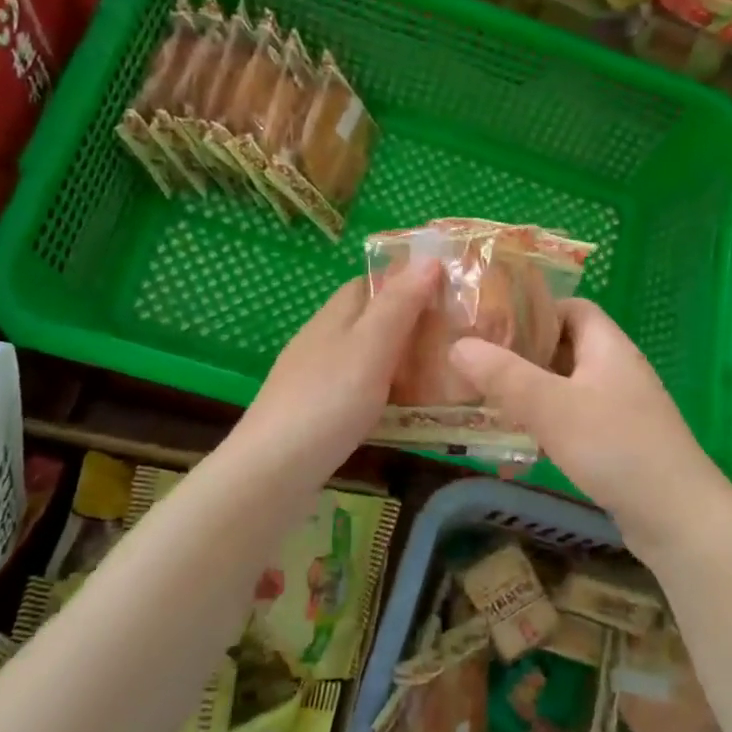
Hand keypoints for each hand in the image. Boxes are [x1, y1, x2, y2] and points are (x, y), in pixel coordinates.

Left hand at [231, 260, 439, 483]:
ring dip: (401, 358)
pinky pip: (361, 389)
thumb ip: (399, 304)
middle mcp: (323, 340)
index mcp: (335, 316)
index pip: (372, 282)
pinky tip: (407, 409)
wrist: (272, 472)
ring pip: (367, 356)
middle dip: (411, 322)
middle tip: (458, 336)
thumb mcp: (370, 346)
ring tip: (444, 371)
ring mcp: (317, 378)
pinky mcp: (318, 413)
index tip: (449, 290)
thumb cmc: (327, 401)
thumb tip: (428, 258)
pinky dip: (387, 390)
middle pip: (371, 319)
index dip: (408, 280)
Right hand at [448, 299, 730, 560]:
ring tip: (486, 409)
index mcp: (607, 346)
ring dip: (529, 397)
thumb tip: (457, 345)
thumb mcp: (553, 407)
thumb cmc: (616, 447)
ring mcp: (620, 408)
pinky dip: (545, 430)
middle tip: (477, 368)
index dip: (533, 311)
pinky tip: (517, 454)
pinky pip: (574, 423)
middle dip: (521, 358)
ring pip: (565, 389)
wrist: (678, 518)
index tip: (491, 325)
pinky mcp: (618, 443)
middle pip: (564, 349)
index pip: (571, 308)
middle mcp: (616, 370)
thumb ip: (505, 376)